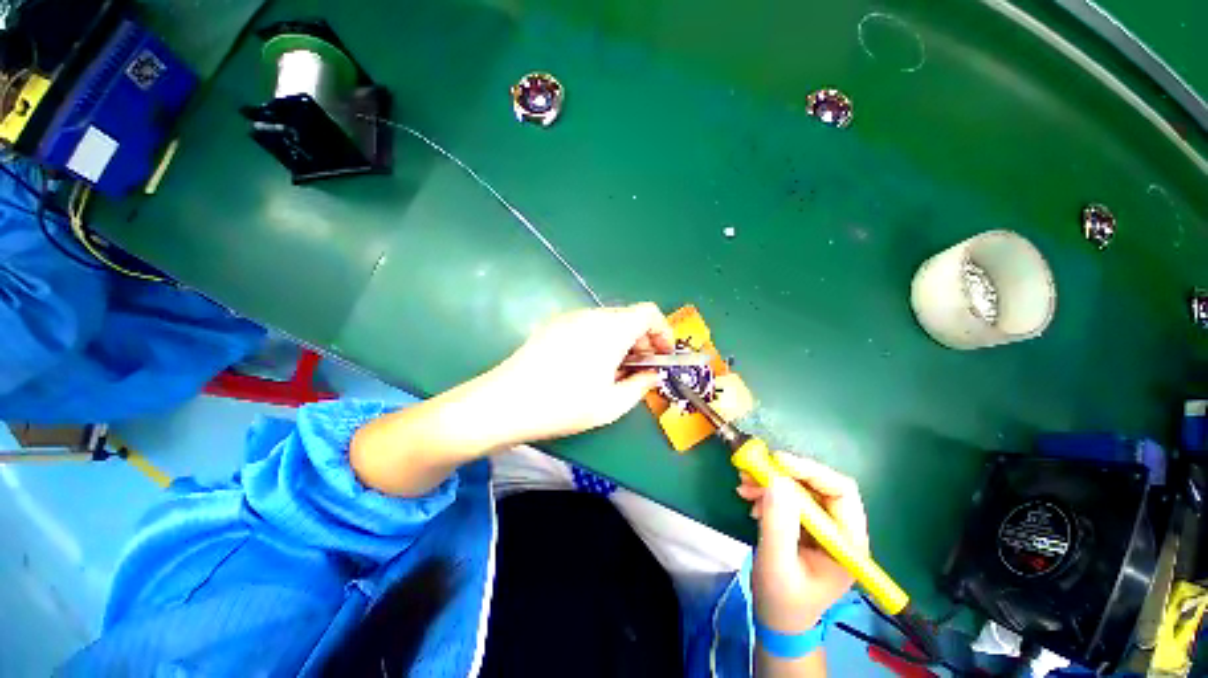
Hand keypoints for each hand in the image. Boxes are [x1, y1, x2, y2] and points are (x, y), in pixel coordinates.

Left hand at [484, 302, 673, 443]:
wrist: (505, 402)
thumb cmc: (564, 405)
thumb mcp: (611, 405)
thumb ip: (640, 386)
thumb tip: (651, 374)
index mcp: (611, 329)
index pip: (648, 312)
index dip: (662, 331)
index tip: (662, 355)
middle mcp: (592, 315)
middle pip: (629, 316)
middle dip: (643, 339)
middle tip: (641, 368)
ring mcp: (570, 317)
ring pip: (609, 321)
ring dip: (622, 340)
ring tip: (616, 370)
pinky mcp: (554, 325)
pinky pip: (588, 325)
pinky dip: (601, 339)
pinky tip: (591, 365)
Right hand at [737, 453, 868, 633]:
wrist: (777, 617)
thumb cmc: (782, 599)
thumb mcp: (777, 563)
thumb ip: (778, 524)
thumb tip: (776, 480)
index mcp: (848, 543)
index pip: (841, 492)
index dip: (811, 471)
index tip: (777, 461)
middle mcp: (840, 529)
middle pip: (819, 485)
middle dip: (784, 474)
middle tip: (753, 471)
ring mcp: (822, 526)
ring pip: (800, 487)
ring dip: (771, 481)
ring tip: (744, 486)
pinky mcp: (805, 524)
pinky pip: (788, 495)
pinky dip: (767, 491)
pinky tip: (750, 498)